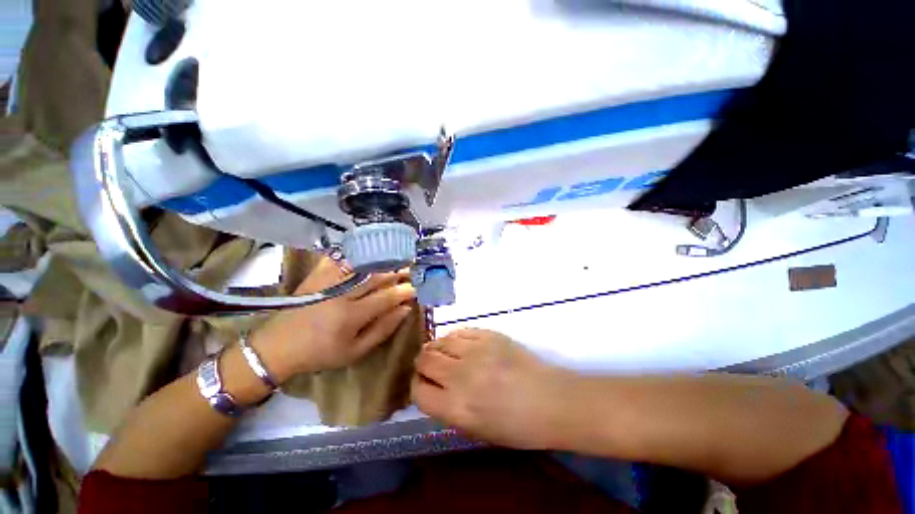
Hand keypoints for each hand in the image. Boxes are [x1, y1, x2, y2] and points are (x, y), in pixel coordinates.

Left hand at [251, 257, 415, 379]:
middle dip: (397, 273)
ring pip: (362, 265)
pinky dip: (357, 254)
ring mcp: (328, 281)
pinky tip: (369, 253)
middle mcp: (341, 294)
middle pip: (377, 277)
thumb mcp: (354, 351)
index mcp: (351, 316)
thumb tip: (405, 310)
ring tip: (397, 261)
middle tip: (411, 270)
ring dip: (382, 262)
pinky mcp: (317, 275)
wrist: (278, 346)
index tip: (416, 288)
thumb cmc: (320, 353)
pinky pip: (341, 259)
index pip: (386, 297)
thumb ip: (382, 330)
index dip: (404, 291)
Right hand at [412, 328, 570, 449]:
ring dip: (436, 348)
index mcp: (456, 407)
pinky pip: (460, 331)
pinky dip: (454, 338)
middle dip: (423, 364)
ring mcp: (474, 351)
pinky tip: (460, 344)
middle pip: (424, 360)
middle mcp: (460, 376)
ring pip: (439, 341)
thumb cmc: (516, 426)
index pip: (418, 391)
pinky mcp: (488, 335)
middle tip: (432, 366)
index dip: (417, 386)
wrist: (550, 400)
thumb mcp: (475, 430)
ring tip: (444, 353)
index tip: (424, 383)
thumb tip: (431, 387)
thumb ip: (448, 408)